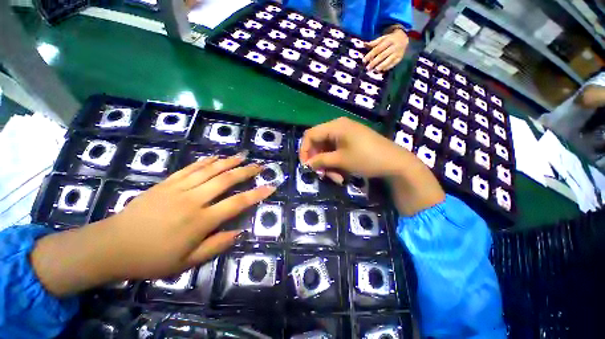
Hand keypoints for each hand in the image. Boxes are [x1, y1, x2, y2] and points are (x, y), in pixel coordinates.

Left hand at [31, 153, 275, 296]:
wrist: (112, 246)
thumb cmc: (151, 259)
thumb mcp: (186, 263)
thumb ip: (216, 246)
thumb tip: (239, 232)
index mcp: (200, 220)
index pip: (237, 203)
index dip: (256, 194)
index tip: (270, 187)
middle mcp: (193, 200)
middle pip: (226, 180)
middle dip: (246, 171)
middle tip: (259, 165)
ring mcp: (179, 188)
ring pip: (210, 170)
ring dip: (229, 161)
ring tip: (243, 155)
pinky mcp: (166, 183)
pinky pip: (190, 168)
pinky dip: (205, 161)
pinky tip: (216, 156)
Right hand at [299, 117, 443, 214]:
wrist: (395, 163)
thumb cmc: (366, 158)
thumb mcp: (341, 160)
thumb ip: (320, 160)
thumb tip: (306, 164)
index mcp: (335, 126)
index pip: (310, 135)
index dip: (304, 150)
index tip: (306, 166)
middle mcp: (338, 127)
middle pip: (318, 143)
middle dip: (319, 161)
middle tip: (322, 175)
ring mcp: (346, 135)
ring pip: (327, 150)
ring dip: (328, 165)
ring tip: (337, 178)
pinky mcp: (351, 142)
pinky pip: (337, 152)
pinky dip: (336, 163)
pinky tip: (342, 174)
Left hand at [363, 27, 408, 71]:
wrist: (404, 38)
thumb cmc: (390, 39)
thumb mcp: (383, 38)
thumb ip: (374, 43)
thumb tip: (364, 44)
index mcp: (388, 40)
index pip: (377, 49)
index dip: (370, 55)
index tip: (364, 60)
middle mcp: (393, 46)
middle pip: (382, 55)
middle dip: (374, 62)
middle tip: (367, 68)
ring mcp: (397, 53)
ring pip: (388, 60)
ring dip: (381, 66)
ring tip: (375, 70)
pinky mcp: (400, 58)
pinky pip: (393, 64)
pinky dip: (387, 67)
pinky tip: (382, 70)